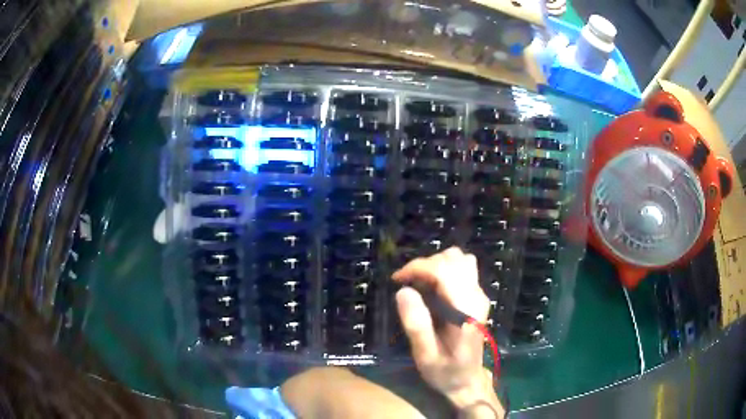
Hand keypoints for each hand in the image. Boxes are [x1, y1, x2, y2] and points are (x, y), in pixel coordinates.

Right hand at [393, 247, 502, 416]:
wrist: (468, 381)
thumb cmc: (445, 371)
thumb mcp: (425, 355)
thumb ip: (417, 325)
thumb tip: (403, 291)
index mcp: (465, 310)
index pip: (445, 271)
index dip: (418, 267)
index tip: (397, 279)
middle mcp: (477, 297)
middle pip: (454, 259)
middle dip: (425, 265)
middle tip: (407, 284)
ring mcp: (480, 295)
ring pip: (460, 259)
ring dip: (436, 265)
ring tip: (419, 284)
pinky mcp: (477, 297)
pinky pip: (462, 269)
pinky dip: (443, 270)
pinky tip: (432, 288)